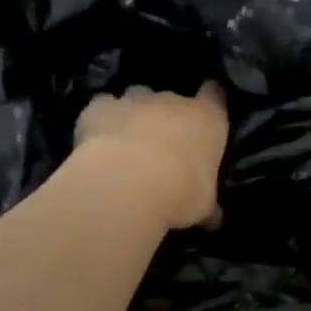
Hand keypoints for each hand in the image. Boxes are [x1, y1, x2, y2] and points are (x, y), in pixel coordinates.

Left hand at [74, 82, 227, 230]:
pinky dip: (99, 119)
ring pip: (136, 95)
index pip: (215, 94)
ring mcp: (134, 100)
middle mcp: (172, 101)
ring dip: (133, 113)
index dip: (211, 98)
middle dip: (165, 115)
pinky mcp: (100, 108)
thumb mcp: (202, 205)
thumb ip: (207, 204)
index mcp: (206, 118)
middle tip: (160, 145)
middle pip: (171, 98)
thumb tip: (214, 217)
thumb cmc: (180, 191)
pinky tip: (95, 138)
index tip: (206, 107)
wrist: (129, 182)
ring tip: (126, 140)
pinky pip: (101, 106)